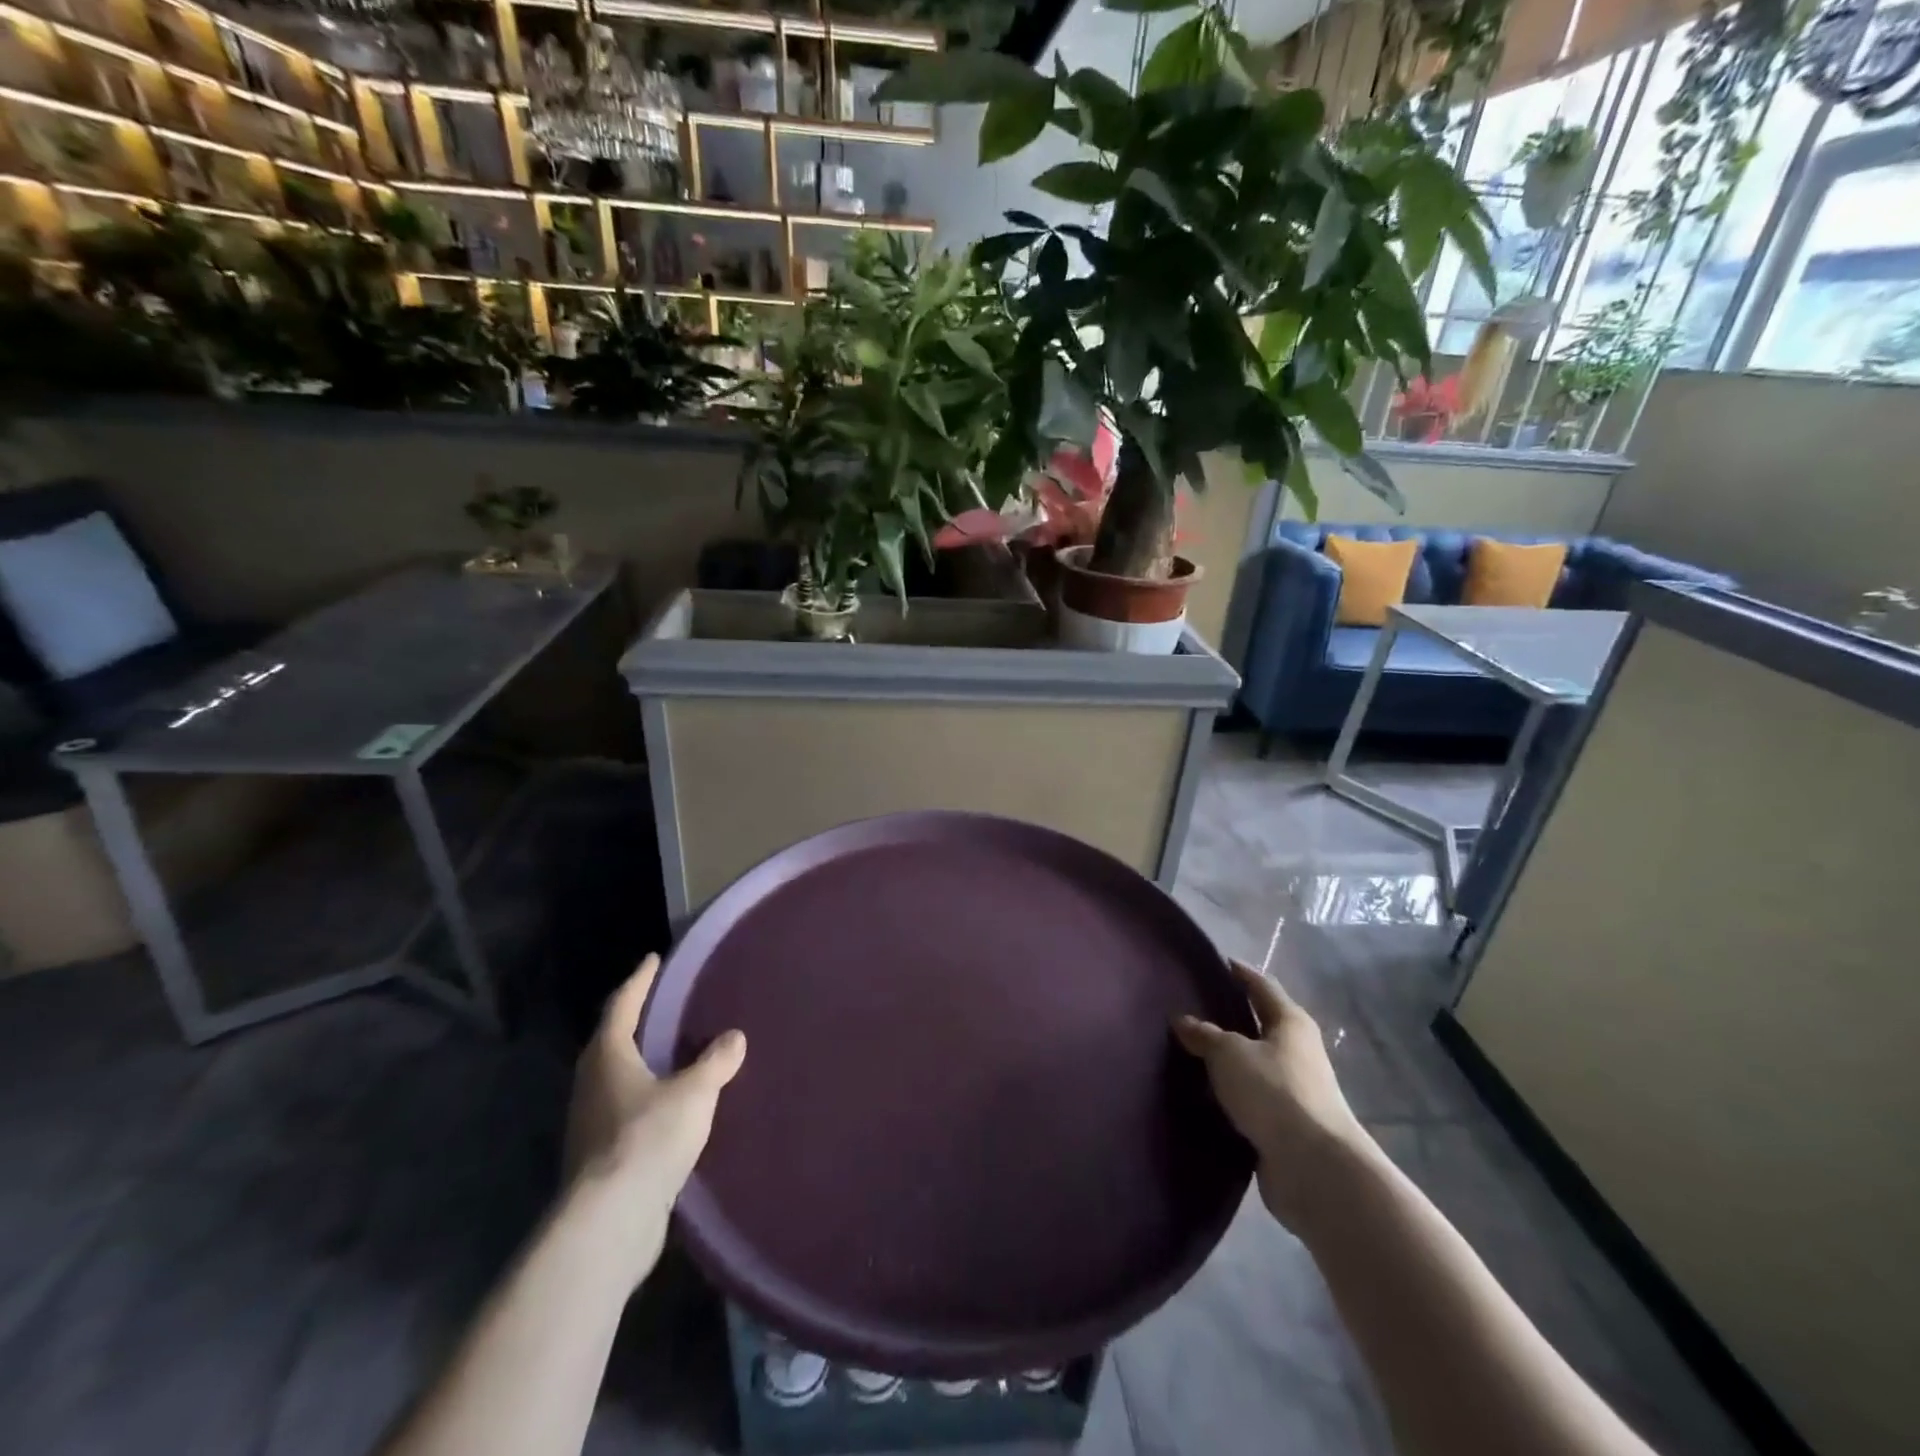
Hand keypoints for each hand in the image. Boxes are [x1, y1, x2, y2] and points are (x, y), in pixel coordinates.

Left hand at [562, 955, 745, 1283]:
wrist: (609, 1223)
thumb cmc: (648, 1139)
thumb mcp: (695, 1093)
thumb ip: (716, 1062)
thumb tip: (734, 1037)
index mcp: (608, 1057)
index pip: (622, 1005)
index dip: (639, 980)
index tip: (653, 959)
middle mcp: (592, 1084)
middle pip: (612, 1042)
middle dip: (637, 1022)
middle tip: (666, 1005)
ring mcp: (590, 1124)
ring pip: (617, 1080)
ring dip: (641, 1064)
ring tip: (673, 1054)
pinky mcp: (600, 1159)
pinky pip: (625, 1113)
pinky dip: (646, 1100)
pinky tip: (670, 1108)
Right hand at [1174, 959, 1373, 1232]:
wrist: (1314, 1167)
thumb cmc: (1274, 1091)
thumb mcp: (1229, 1053)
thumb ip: (1204, 1035)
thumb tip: (1182, 1020)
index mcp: (1291, 1023)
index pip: (1262, 986)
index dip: (1240, 973)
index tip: (1218, 962)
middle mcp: (1298, 1052)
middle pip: (1260, 1026)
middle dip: (1230, 1018)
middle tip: (1192, 1009)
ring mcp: (1295, 1090)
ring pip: (1254, 1065)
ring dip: (1229, 1061)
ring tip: (1190, 1053)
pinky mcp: (1286, 1125)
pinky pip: (1251, 1099)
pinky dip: (1230, 1095)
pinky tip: (1203, 1095)